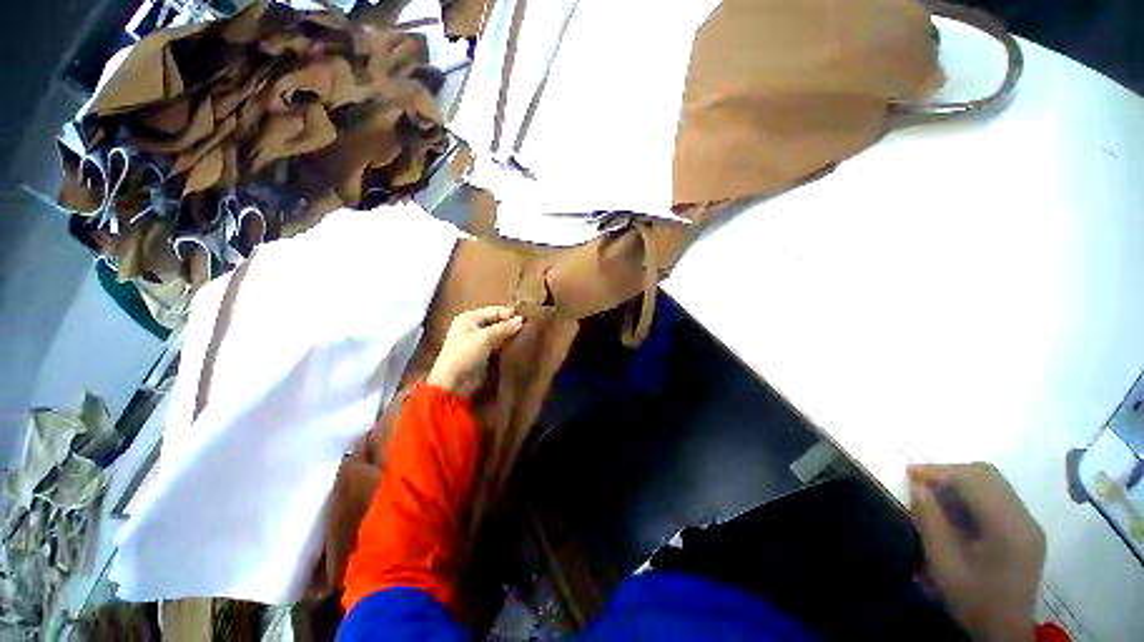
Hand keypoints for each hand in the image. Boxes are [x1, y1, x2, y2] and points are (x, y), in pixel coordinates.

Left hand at [427, 306, 523, 397]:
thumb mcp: (484, 338)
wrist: (453, 384)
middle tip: (528, 325)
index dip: (508, 313)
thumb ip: (504, 328)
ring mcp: (478, 342)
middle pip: (496, 322)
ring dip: (510, 335)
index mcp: (468, 318)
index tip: (526, 317)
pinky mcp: (484, 355)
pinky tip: (518, 345)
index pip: (493, 311)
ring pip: (498, 334)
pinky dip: (507, 345)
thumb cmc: (464, 355)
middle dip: (510, 324)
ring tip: (526, 334)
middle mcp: (473, 328)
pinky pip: (499, 345)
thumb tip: (521, 319)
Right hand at [908, 463, 1045, 641]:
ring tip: (933, 492)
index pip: (975, 481)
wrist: (1004, 632)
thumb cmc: (973, 600)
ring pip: (993, 484)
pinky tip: (954, 508)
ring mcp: (1028, 524)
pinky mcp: (1026, 530)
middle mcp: (1024, 519)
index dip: (940, 472)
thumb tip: (917, 486)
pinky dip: (972, 493)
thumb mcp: (944, 565)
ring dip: (961, 481)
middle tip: (920, 481)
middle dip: (950, 472)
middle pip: (987, 476)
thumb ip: (930, 522)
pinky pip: (998, 497)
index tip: (909, 473)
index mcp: (1008, 528)